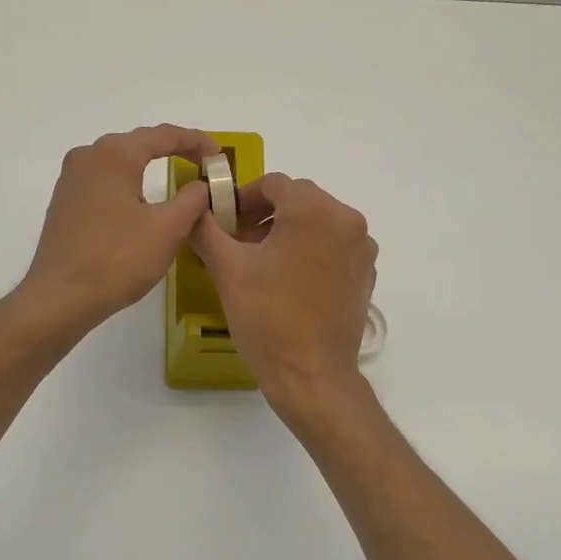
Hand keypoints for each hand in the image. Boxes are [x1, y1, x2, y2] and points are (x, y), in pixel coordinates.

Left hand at [20, 124, 219, 338]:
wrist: (60, 297)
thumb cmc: (117, 259)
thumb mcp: (168, 229)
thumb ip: (192, 200)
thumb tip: (200, 185)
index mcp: (114, 154)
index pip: (164, 135)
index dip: (196, 141)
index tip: (219, 156)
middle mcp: (88, 156)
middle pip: (139, 144)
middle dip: (173, 151)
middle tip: (202, 165)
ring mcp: (71, 179)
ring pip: (119, 163)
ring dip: (149, 167)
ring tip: (177, 180)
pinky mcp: (65, 202)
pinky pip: (105, 181)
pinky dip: (130, 185)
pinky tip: (142, 203)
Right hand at [191, 173, 376, 413]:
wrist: (312, 375)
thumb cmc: (268, 318)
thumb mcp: (227, 269)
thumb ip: (207, 229)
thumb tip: (195, 209)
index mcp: (314, 210)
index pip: (274, 184)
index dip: (243, 197)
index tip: (224, 221)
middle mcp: (346, 220)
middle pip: (299, 199)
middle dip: (265, 214)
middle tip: (238, 242)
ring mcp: (361, 248)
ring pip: (318, 222)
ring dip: (288, 231)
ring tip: (261, 262)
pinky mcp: (365, 273)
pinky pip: (334, 246)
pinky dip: (310, 250)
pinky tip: (288, 280)